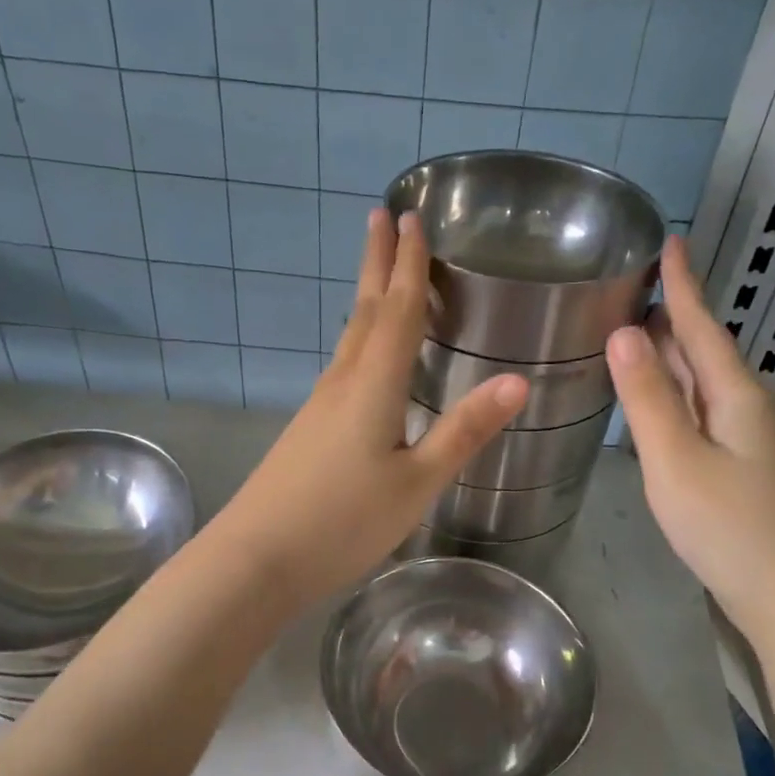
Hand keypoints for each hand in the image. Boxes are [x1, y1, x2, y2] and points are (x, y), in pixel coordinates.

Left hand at [212, 210, 526, 608]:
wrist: (257, 558)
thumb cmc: (343, 521)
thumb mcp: (416, 482)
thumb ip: (463, 431)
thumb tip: (518, 380)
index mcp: (374, 385)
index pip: (397, 310)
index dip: (409, 264)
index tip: (411, 216)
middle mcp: (343, 382)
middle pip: (365, 310)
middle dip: (378, 263)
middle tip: (383, 216)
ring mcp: (319, 406)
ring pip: (350, 337)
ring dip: (367, 298)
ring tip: (380, 274)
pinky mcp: (308, 429)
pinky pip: (343, 367)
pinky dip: (360, 341)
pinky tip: (364, 357)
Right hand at [606, 237, 774, 644]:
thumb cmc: (730, 525)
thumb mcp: (676, 460)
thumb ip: (648, 398)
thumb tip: (624, 331)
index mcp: (734, 394)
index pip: (701, 325)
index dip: (683, 284)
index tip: (669, 240)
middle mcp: (745, 406)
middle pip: (703, 350)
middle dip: (670, 316)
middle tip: (629, 287)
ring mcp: (746, 439)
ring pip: (701, 382)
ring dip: (669, 356)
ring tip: (633, 333)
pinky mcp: (740, 467)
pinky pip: (700, 412)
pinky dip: (674, 394)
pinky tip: (657, 401)